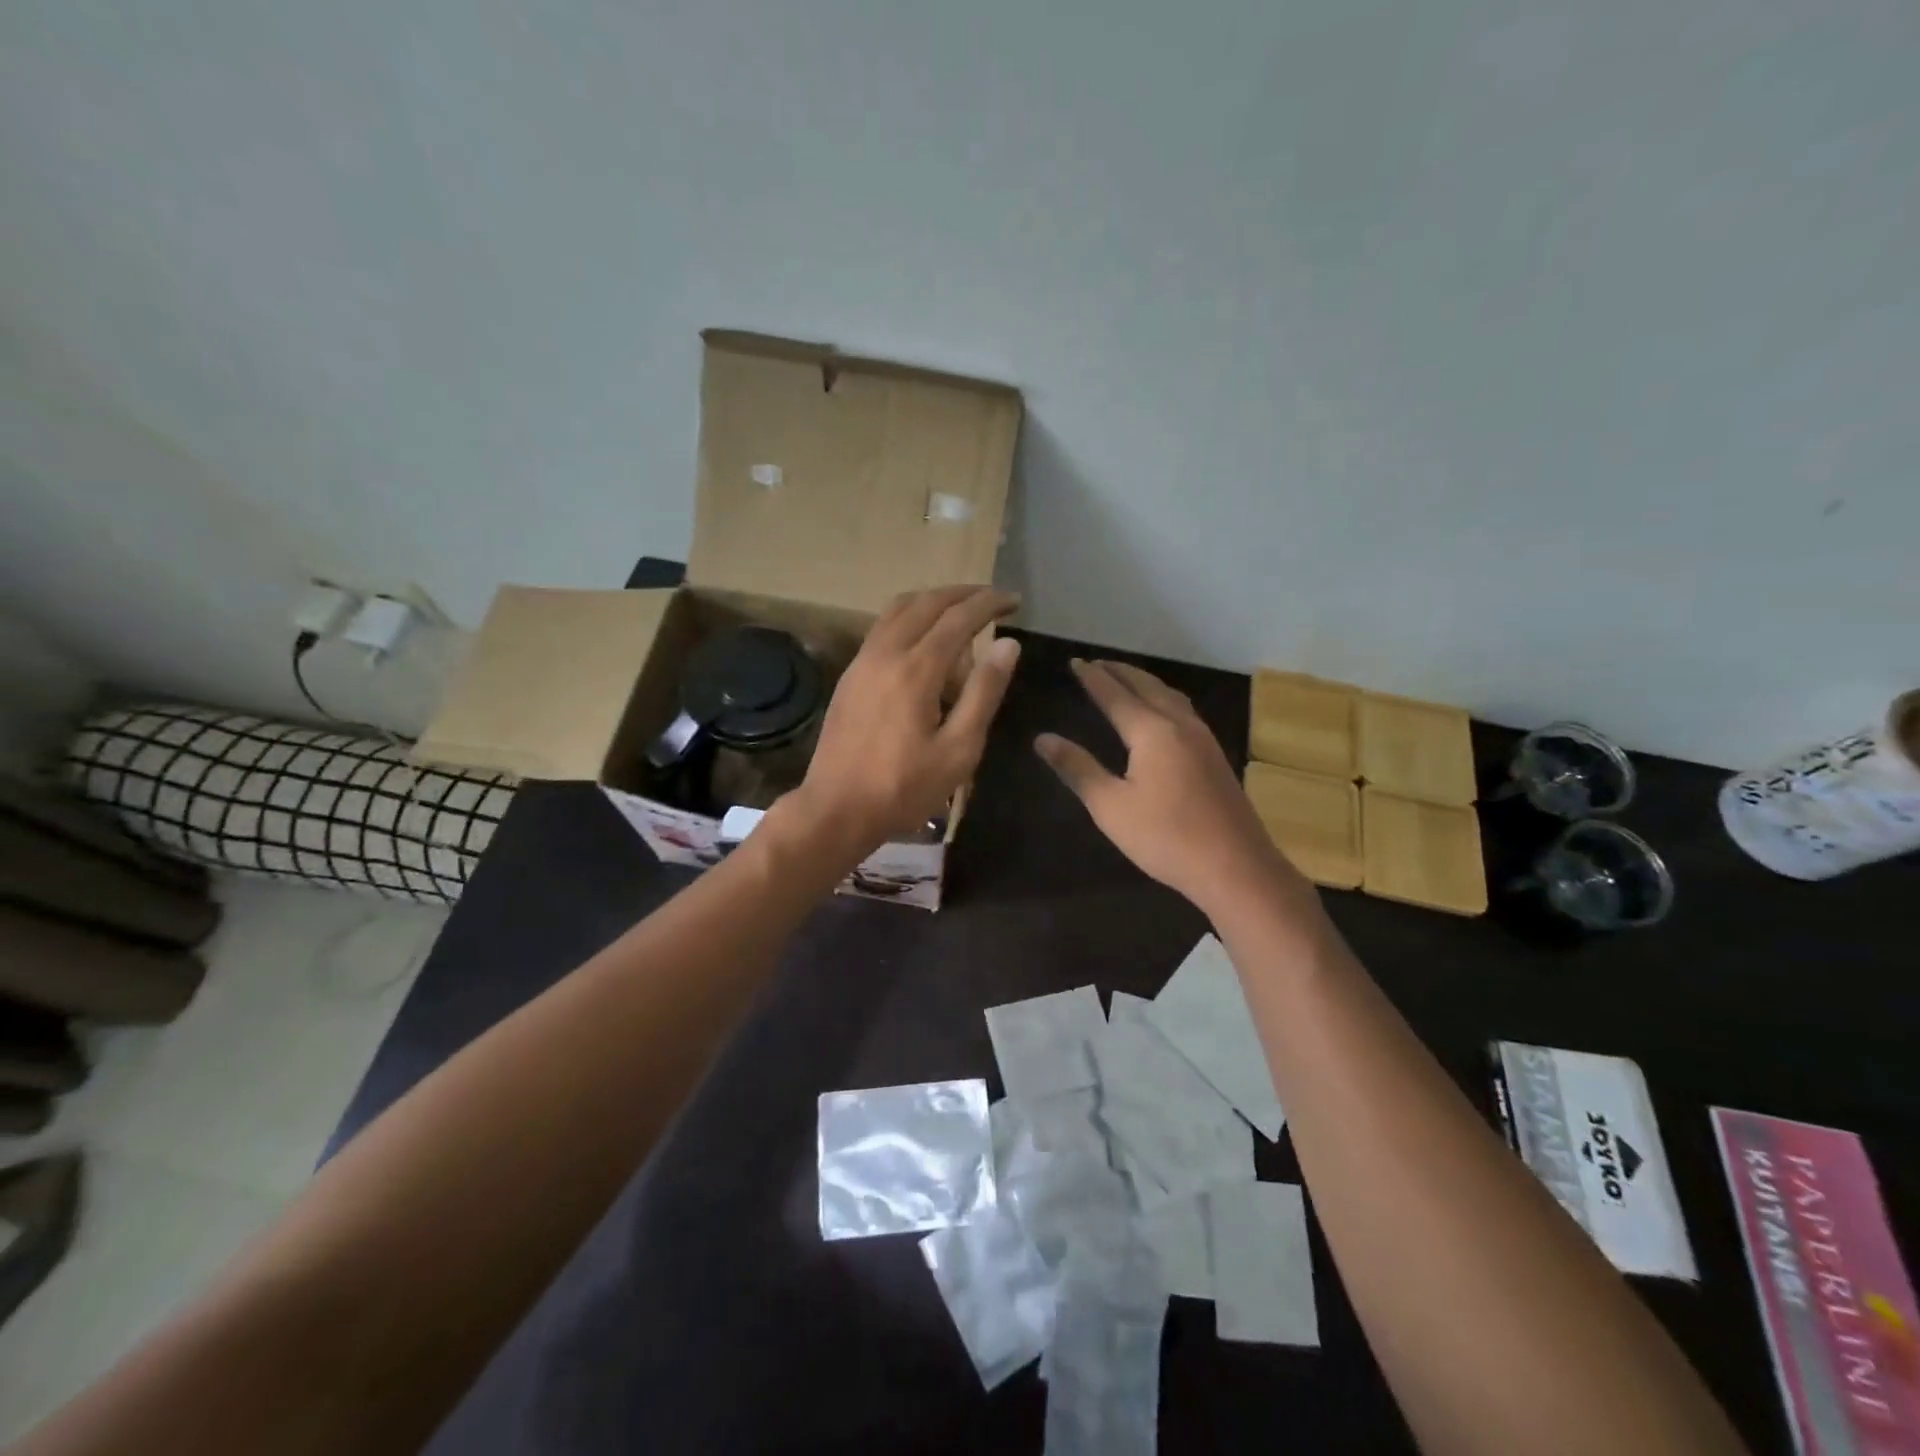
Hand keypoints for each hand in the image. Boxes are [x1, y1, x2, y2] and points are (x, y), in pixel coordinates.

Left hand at [788, 586, 1020, 860]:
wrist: (836, 809)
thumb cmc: (904, 788)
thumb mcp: (958, 749)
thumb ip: (984, 692)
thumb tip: (1008, 645)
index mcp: (916, 670)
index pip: (959, 618)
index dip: (989, 604)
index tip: (1014, 601)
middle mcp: (885, 653)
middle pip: (926, 602)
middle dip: (963, 594)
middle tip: (993, 600)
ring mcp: (862, 662)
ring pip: (898, 609)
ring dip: (933, 601)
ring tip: (961, 613)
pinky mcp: (850, 676)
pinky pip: (883, 628)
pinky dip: (910, 619)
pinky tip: (925, 641)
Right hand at [1037, 660, 1303, 912]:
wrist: (1235, 867)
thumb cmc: (1165, 837)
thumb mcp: (1110, 806)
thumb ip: (1077, 768)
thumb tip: (1043, 739)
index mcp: (1152, 731)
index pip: (1115, 695)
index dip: (1093, 678)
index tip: (1075, 662)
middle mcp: (1179, 725)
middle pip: (1147, 687)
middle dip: (1120, 672)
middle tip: (1097, 663)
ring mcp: (1203, 739)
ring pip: (1170, 696)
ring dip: (1145, 682)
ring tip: (1126, 679)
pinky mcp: (1215, 756)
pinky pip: (1184, 711)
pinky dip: (1163, 698)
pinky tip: (1162, 713)